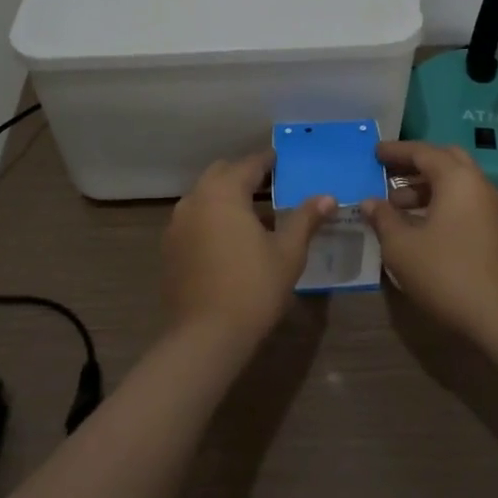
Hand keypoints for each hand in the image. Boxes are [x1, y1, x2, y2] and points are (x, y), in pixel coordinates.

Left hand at [162, 152, 334, 347]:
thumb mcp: (288, 252)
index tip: (284, 162)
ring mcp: (177, 224)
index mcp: (224, 192)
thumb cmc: (253, 287)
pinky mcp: (170, 248)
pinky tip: (231, 241)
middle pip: (221, 174)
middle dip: (244, 175)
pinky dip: (212, 218)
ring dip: (227, 197)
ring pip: (205, 196)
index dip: (269, 161)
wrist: (206, 336)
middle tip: (271, 186)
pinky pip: (194, 219)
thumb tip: (328, 197)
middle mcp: (195, 199)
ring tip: (254, 216)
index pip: (249, 164)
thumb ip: (305, 219)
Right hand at [362, 140, 497, 336]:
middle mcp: (477, 184)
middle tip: (387, 172)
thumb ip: (383, 218)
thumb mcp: (401, 246)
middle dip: (414, 163)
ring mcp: (489, 206)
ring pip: (455, 181)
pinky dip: (439, 201)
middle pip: (444, 159)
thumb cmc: (444, 272)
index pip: (423, 152)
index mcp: (456, 178)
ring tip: (395, 204)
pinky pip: (462, 200)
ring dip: (425, 185)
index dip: (395, 151)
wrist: (496, 314)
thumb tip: (370, 202)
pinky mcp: (493, 228)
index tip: (374, 152)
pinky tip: (418, 222)